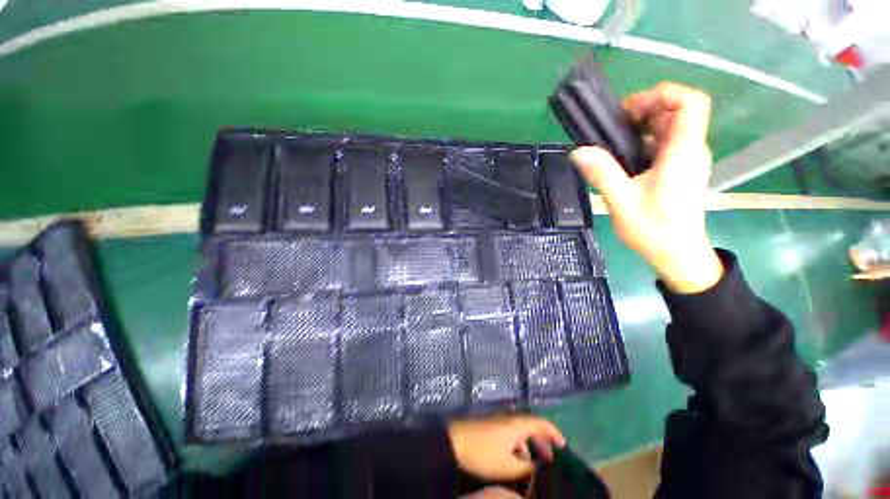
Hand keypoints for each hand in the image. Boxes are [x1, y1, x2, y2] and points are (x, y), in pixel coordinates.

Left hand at [448, 415, 565, 480]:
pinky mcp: (490, 426)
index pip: (540, 422)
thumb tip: (536, 465)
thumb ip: (526, 467)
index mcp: (517, 424)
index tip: (563, 445)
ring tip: (533, 462)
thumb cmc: (483, 453)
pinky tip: (515, 459)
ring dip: (529, 444)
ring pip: (520, 430)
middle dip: (542, 441)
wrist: (455, 441)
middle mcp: (509, 419)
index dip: (553, 432)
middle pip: (531, 426)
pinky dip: (517, 444)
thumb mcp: (508, 466)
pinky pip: (510, 433)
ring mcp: (498, 421)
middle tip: (550, 458)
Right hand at [570, 82, 722, 293]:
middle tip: (614, 125)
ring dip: (643, 126)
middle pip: (678, 111)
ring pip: (671, 127)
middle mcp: (690, 150)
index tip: (631, 109)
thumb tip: (578, 151)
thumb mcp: (622, 202)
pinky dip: (644, 141)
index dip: (664, 94)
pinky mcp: (679, 170)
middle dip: (646, 109)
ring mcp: (686, 160)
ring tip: (614, 140)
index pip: (691, 103)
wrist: (677, 254)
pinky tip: (623, 157)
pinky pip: (665, 144)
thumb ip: (602, 174)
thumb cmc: (654, 230)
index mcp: (682, 153)